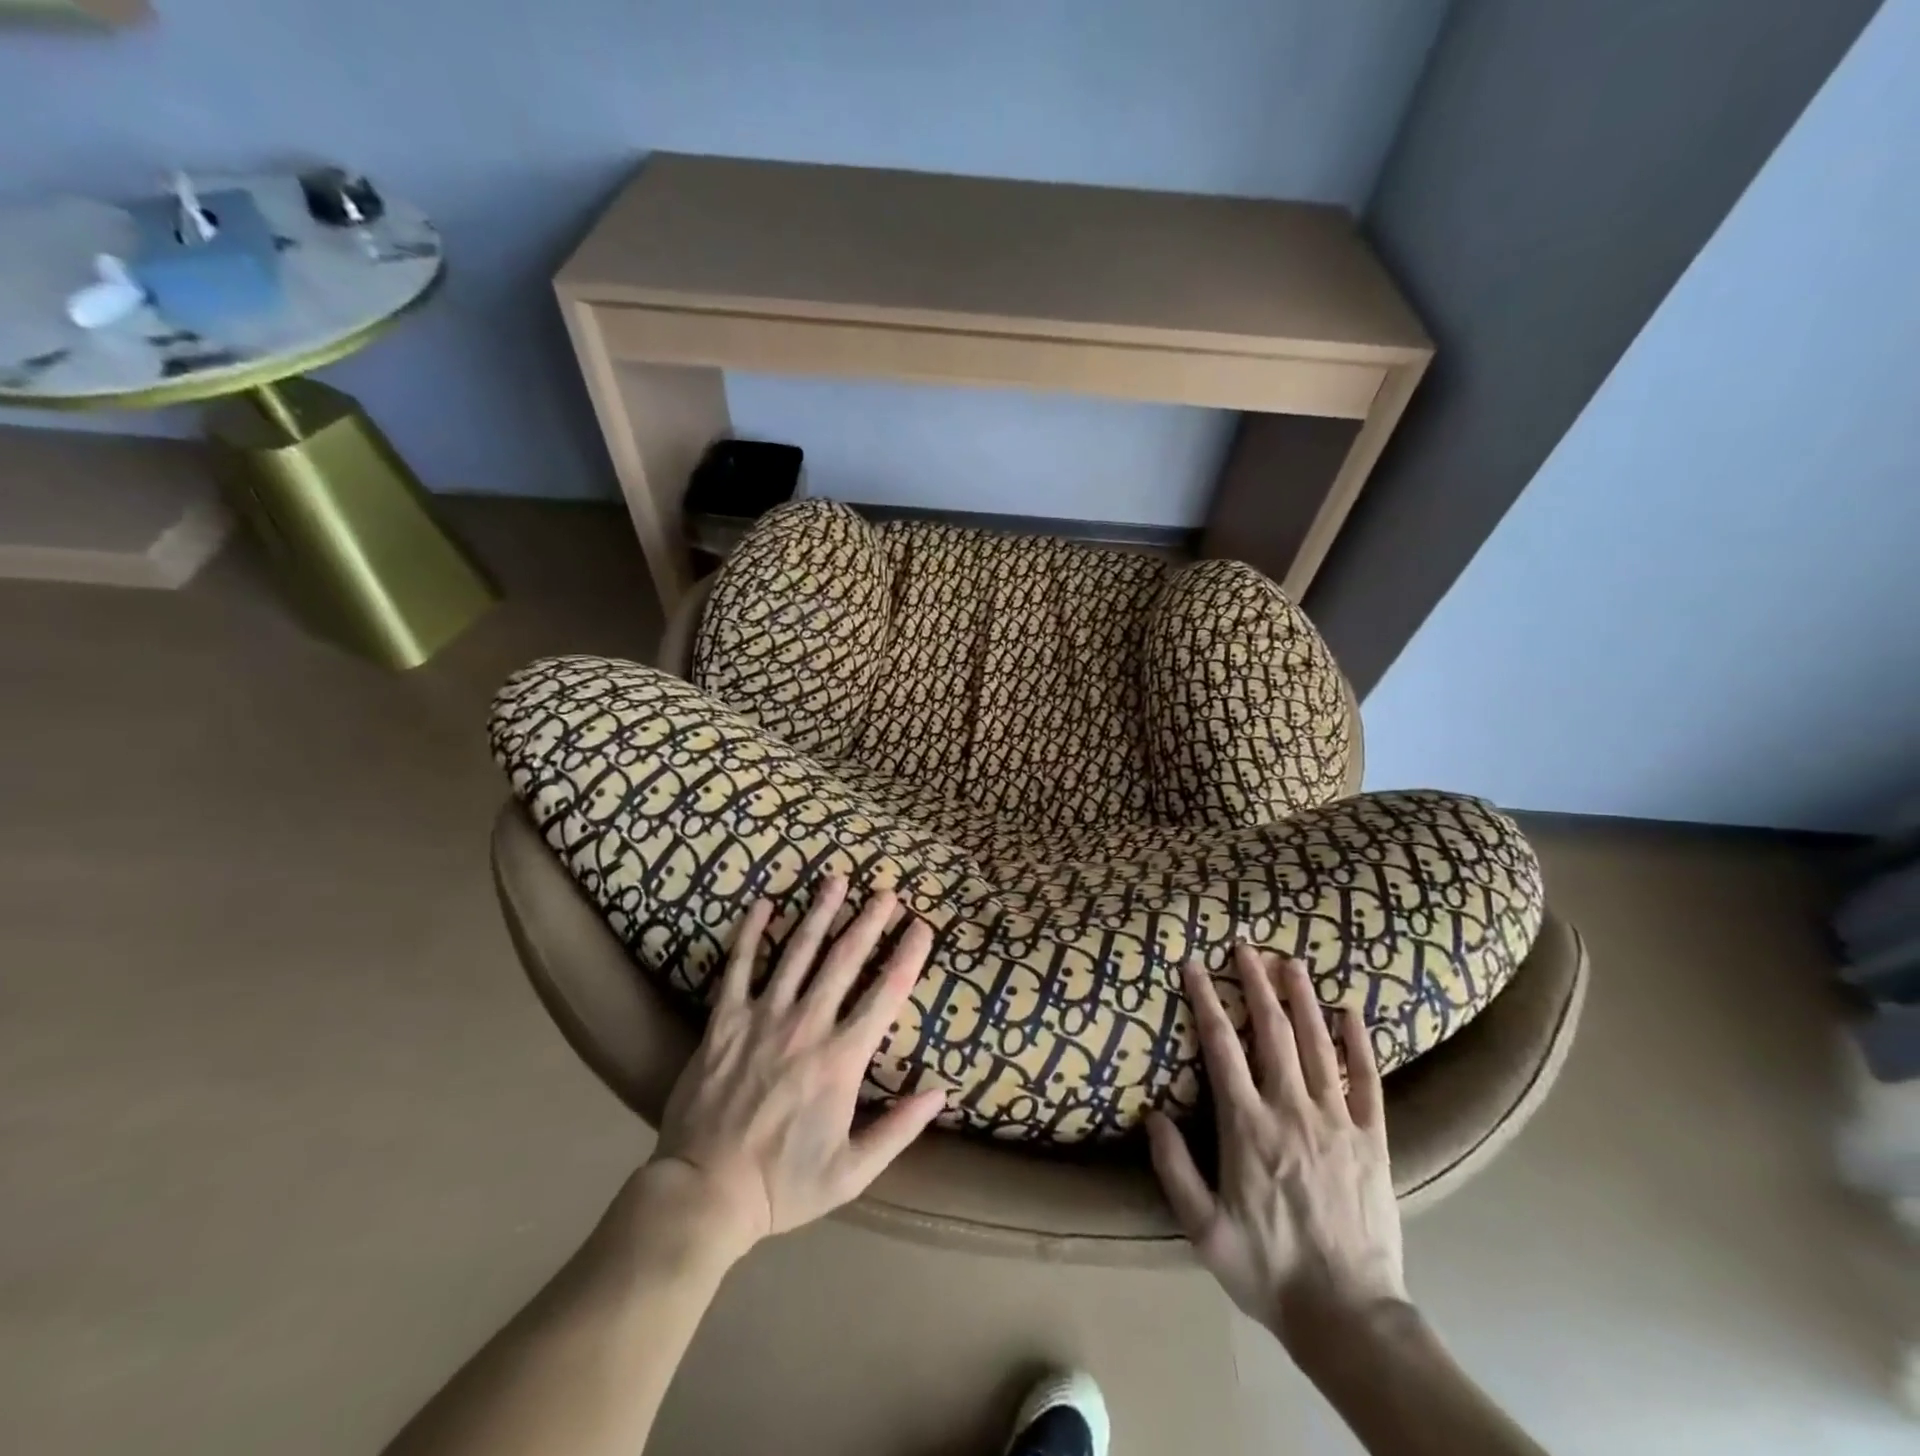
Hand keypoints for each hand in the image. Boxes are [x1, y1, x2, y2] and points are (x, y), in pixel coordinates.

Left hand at [644, 877, 947, 1260]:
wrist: (704, 1193)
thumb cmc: (782, 1185)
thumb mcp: (852, 1172)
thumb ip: (898, 1129)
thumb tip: (940, 1093)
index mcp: (841, 1059)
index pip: (885, 994)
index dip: (908, 956)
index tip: (922, 927)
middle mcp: (807, 1025)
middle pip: (845, 960)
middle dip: (869, 922)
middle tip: (887, 892)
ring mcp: (762, 1017)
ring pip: (798, 952)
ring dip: (820, 913)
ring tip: (837, 880)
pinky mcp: (724, 1020)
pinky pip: (739, 967)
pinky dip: (751, 933)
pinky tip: (764, 904)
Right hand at [1147, 948, 1406, 1348]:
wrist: (1350, 1317)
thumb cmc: (1268, 1270)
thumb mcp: (1203, 1229)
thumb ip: (1174, 1169)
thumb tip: (1152, 1114)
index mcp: (1248, 1126)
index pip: (1221, 1046)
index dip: (1205, 999)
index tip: (1193, 965)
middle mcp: (1291, 1110)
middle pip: (1272, 1031)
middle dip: (1257, 982)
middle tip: (1246, 944)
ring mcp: (1337, 1121)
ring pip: (1318, 1044)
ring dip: (1302, 998)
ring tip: (1291, 960)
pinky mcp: (1373, 1139)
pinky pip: (1367, 1080)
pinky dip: (1359, 1042)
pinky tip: (1351, 1011)